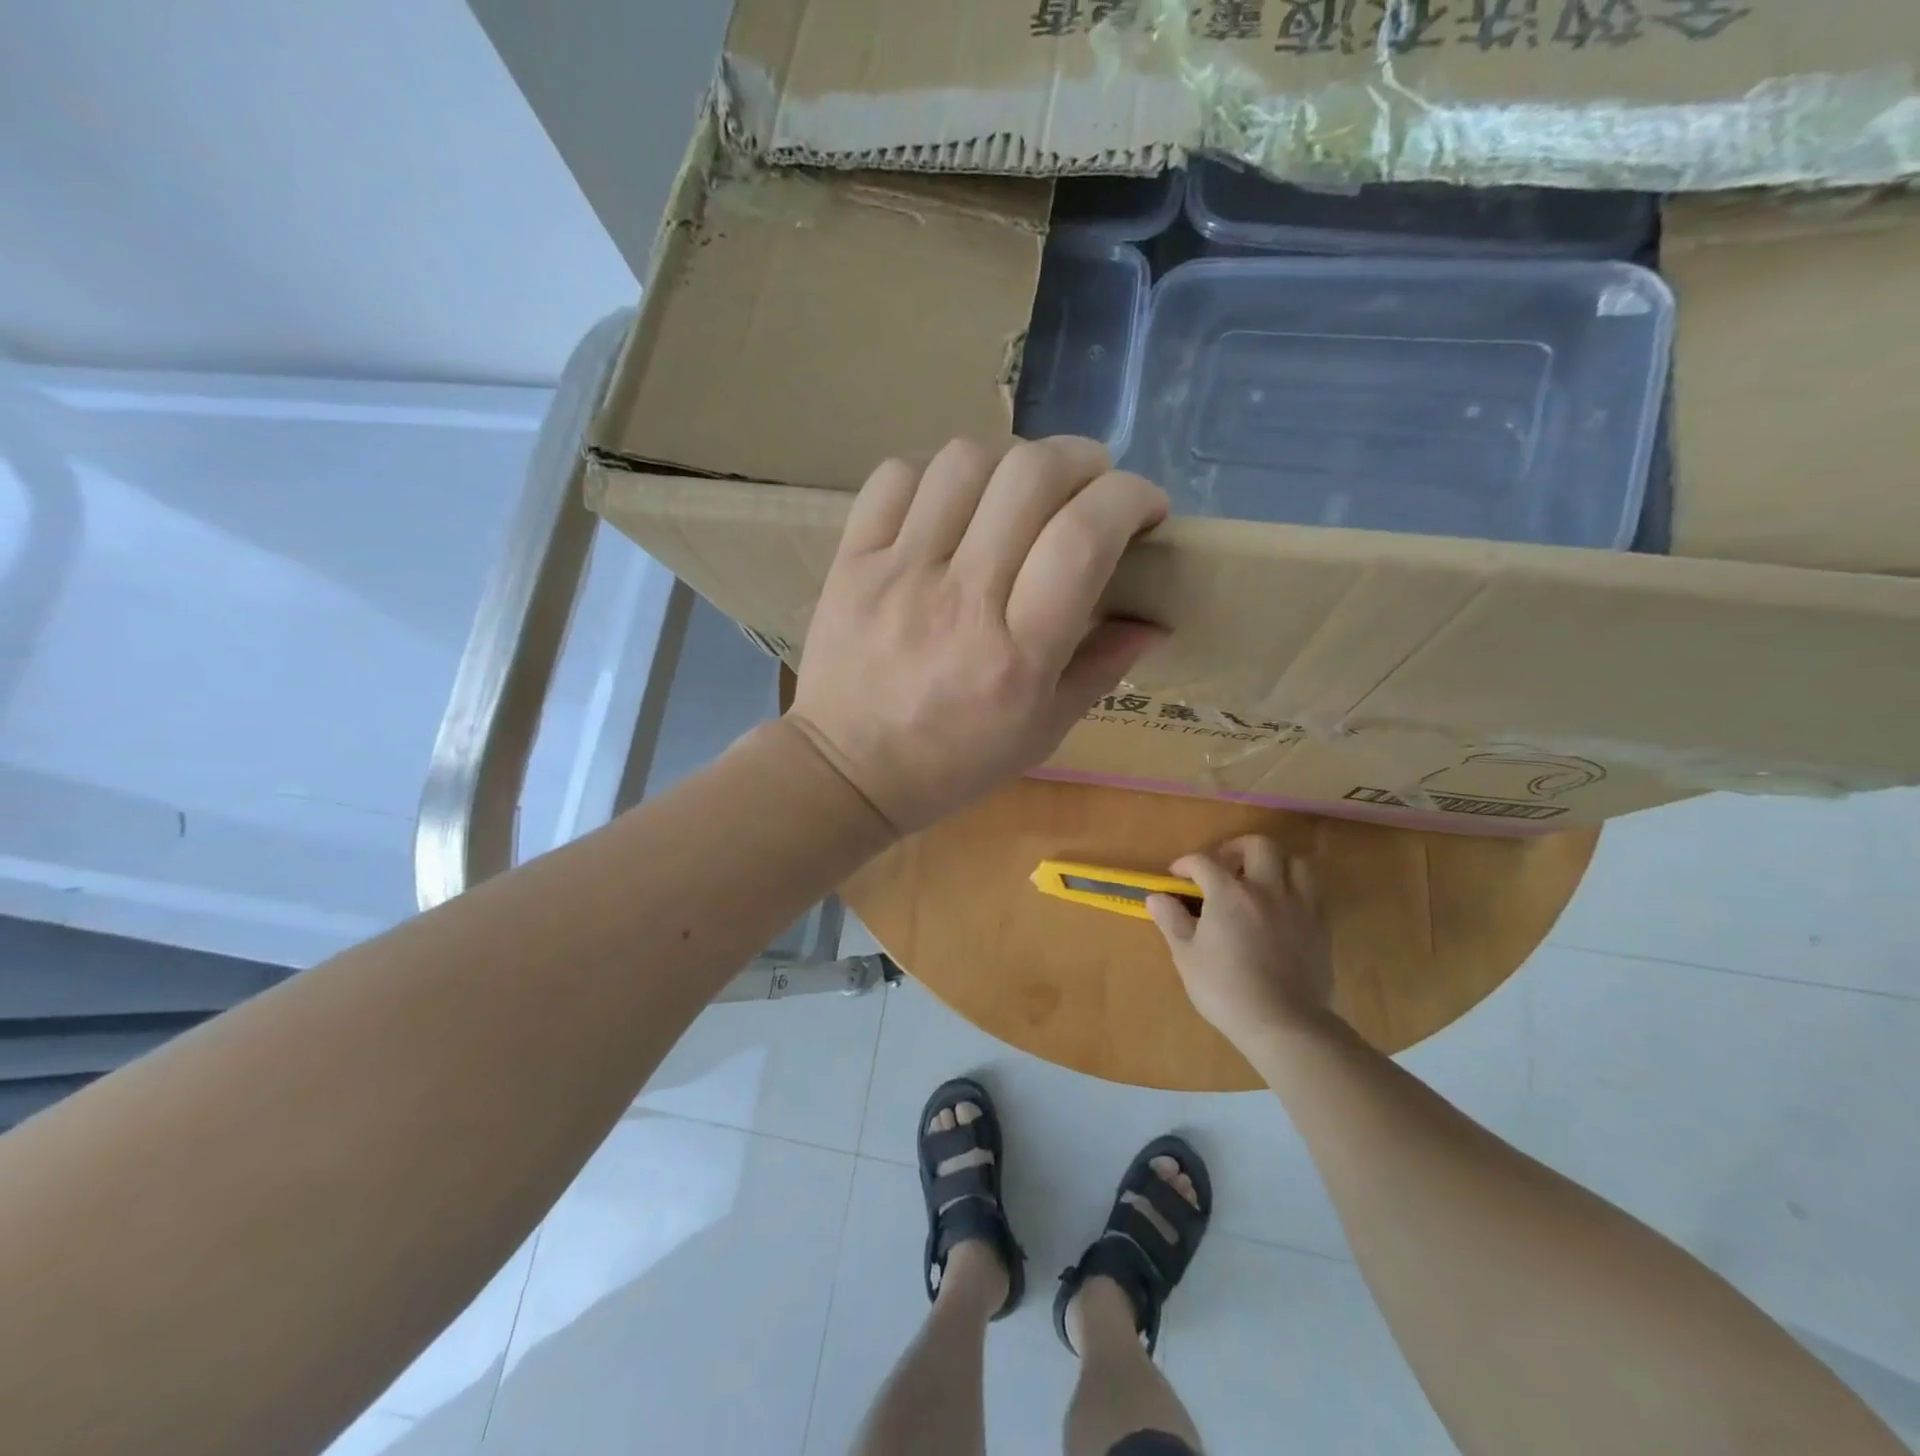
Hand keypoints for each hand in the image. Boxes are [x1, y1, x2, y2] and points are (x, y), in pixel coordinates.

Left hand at [788, 436, 1167, 833]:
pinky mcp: (852, 561)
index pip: (1084, 536)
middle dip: (1082, 461)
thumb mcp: (1042, 733)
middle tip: (1089, 487)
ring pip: (965, 461)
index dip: (1130, 498)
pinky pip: (896, 476)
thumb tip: (1156, 617)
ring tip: (1020, 490)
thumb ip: (1102, 668)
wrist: (847, 772)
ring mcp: (898, 574)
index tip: (1145, 510)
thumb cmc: (952, 763)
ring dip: (1012, 459)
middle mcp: (960, 600)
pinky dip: (938, 472)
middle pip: (1031, 476)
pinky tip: (954, 501)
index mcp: (1017, 655)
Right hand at [1147, 836, 1333, 1048]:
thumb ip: (1172, 921)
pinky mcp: (1320, 926)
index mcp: (1229, 893)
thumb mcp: (1186, 957)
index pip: (1204, 862)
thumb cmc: (1226, 990)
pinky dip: (1296, 888)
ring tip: (1261, 880)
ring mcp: (1299, 905)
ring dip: (1275, 863)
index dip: (1187, 864)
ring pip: (1295, 862)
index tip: (1177, 875)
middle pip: (1258, 846)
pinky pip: (1313, 891)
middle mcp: (1266, 889)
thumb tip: (1156, 897)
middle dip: (1237, 849)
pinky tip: (1283, 906)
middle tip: (1224, 866)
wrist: (1284, 1023)